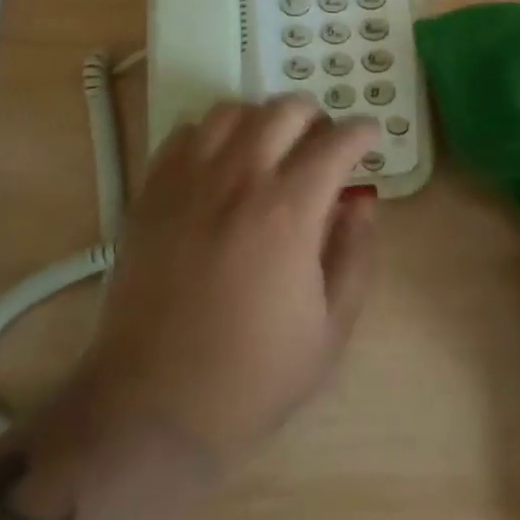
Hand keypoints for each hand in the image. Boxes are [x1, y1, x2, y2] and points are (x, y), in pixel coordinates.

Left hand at [69, 96, 379, 468]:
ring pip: (232, 110)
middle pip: (285, 110)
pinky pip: (184, 133)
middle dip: (315, 117)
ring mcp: (188, 180)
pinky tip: (219, 163)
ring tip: (270, 147)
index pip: (336, 143)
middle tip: (321, 144)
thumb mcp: (329, 331)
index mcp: (288, 212)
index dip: (361, 132)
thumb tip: (364, 203)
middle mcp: (238, 179)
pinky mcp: (151, 192)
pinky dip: (211, 134)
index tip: (369, 137)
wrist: (151, 409)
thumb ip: (355, 256)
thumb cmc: (251, 377)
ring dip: (262, 119)